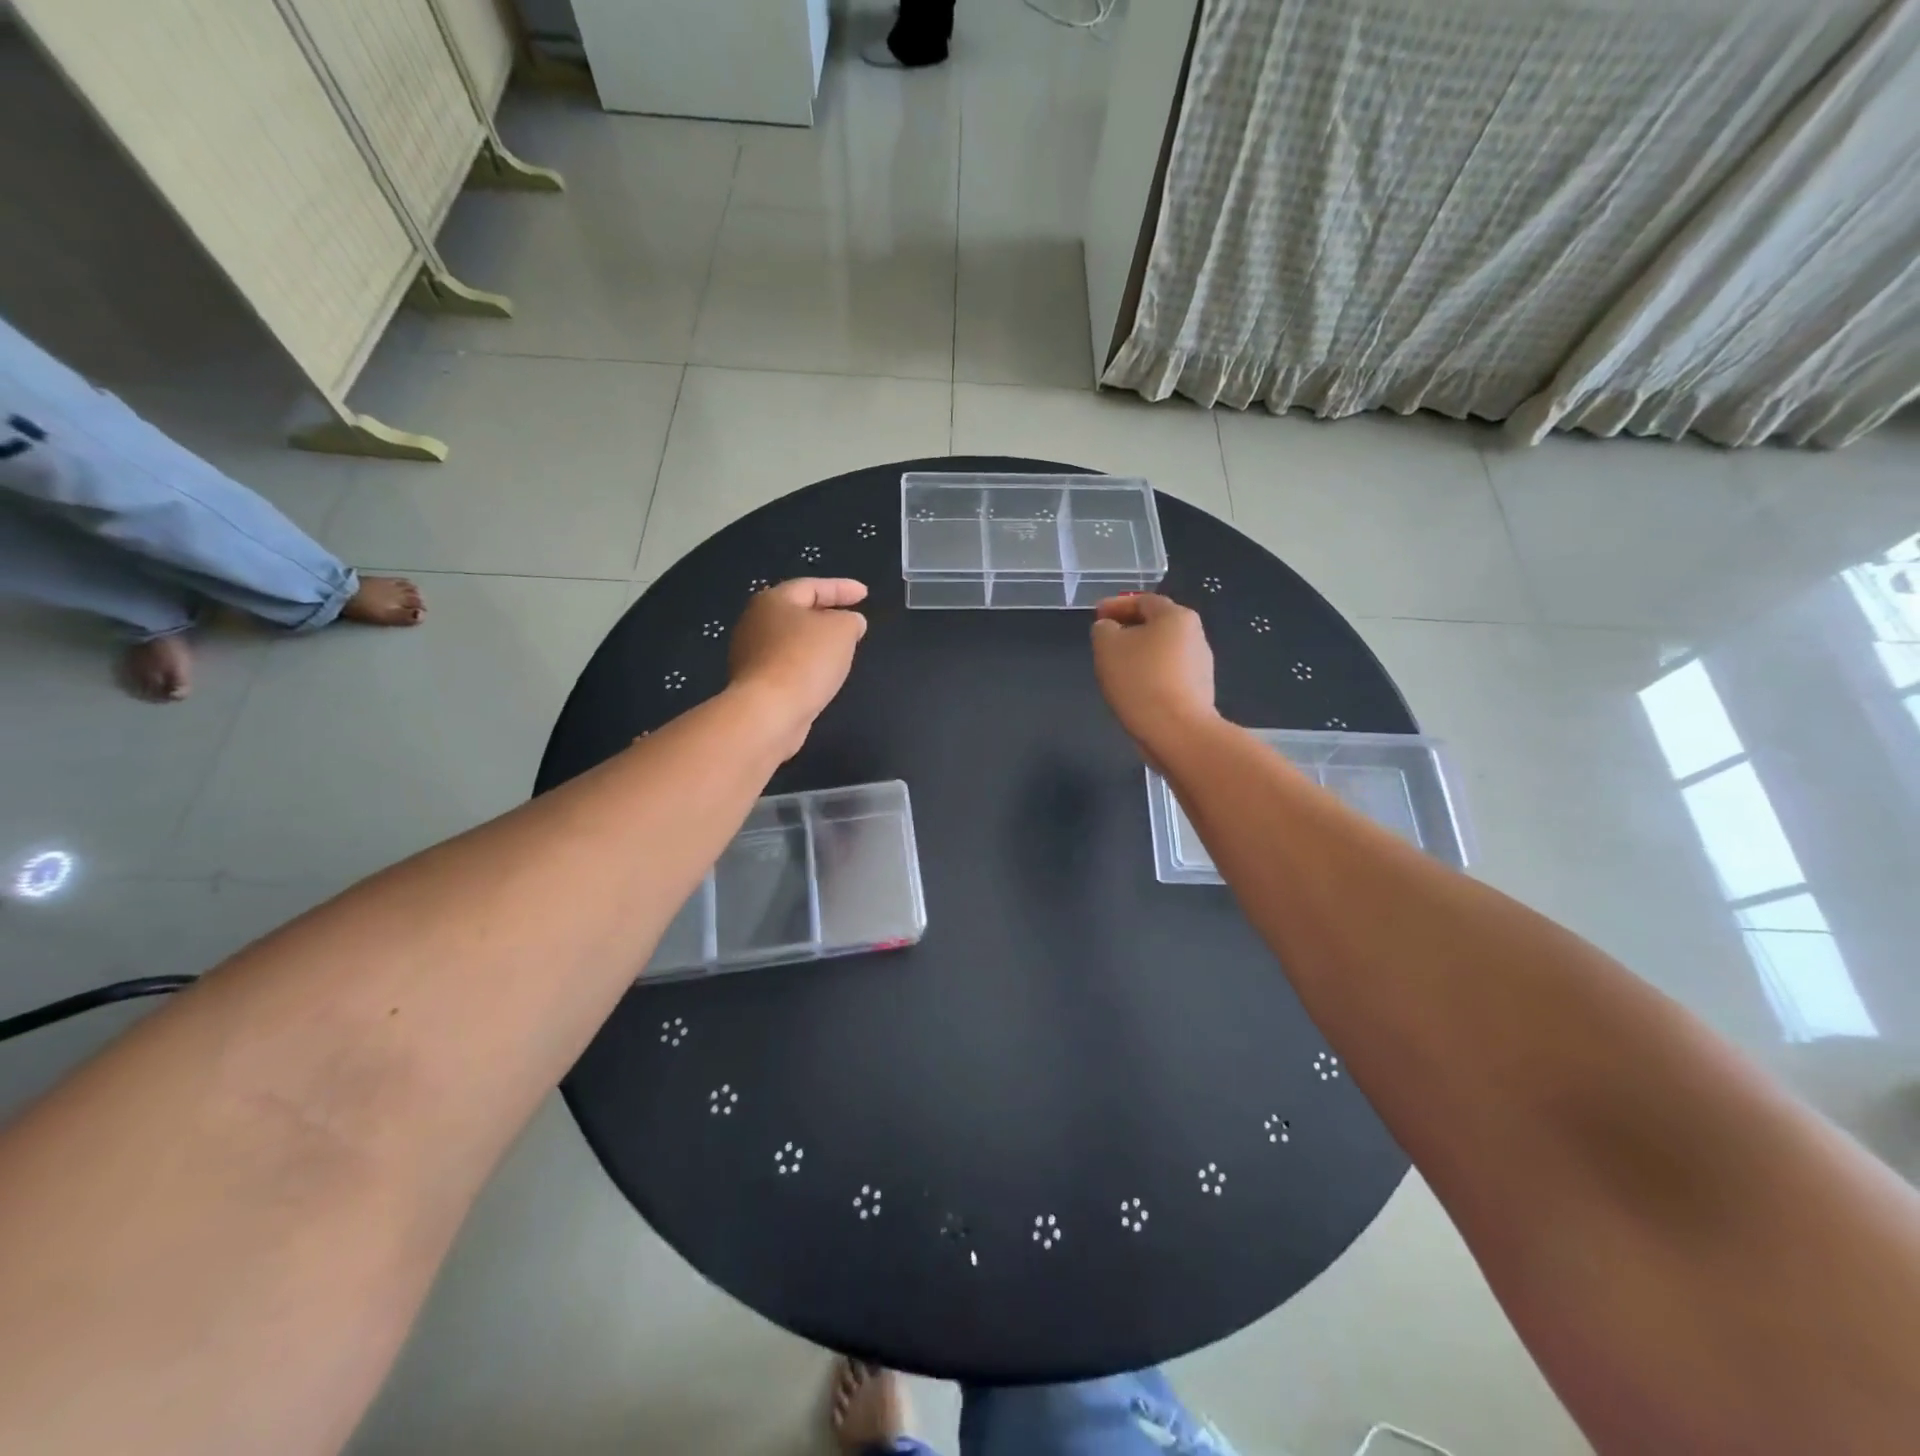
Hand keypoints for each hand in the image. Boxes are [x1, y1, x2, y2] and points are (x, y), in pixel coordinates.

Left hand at [728, 578, 869, 756]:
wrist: (768, 712)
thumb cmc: (805, 660)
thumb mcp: (842, 631)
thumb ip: (851, 620)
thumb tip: (850, 622)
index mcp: (773, 601)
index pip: (812, 586)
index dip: (841, 588)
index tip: (865, 593)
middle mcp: (755, 622)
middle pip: (797, 612)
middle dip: (827, 614)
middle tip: (852, 620)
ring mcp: (751, 654)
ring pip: (792, 641)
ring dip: (816, 643)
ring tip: (841, 650)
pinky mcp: (754, 683)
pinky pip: (787, 665)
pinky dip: (807, 665)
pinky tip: (821, 675)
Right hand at [1089, 593, 1216, 758]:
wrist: (1177, 731)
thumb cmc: (1140, 680)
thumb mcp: (1107, 646)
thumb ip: (1104, 629)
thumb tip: (1110, 628)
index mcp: (1176, 616)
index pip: (1142, 600)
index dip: (1116, 605)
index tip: (1096, 615)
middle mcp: (1195, 635)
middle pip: (1156, 624)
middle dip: (1129, 629)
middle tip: (1105, 640)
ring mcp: (1200, 665)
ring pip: (1162, 650)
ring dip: (1140, 653)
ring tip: (1117, 668)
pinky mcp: (1199, 691)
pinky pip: (1168, 674)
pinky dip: (1150, 674)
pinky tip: (1135, 689)